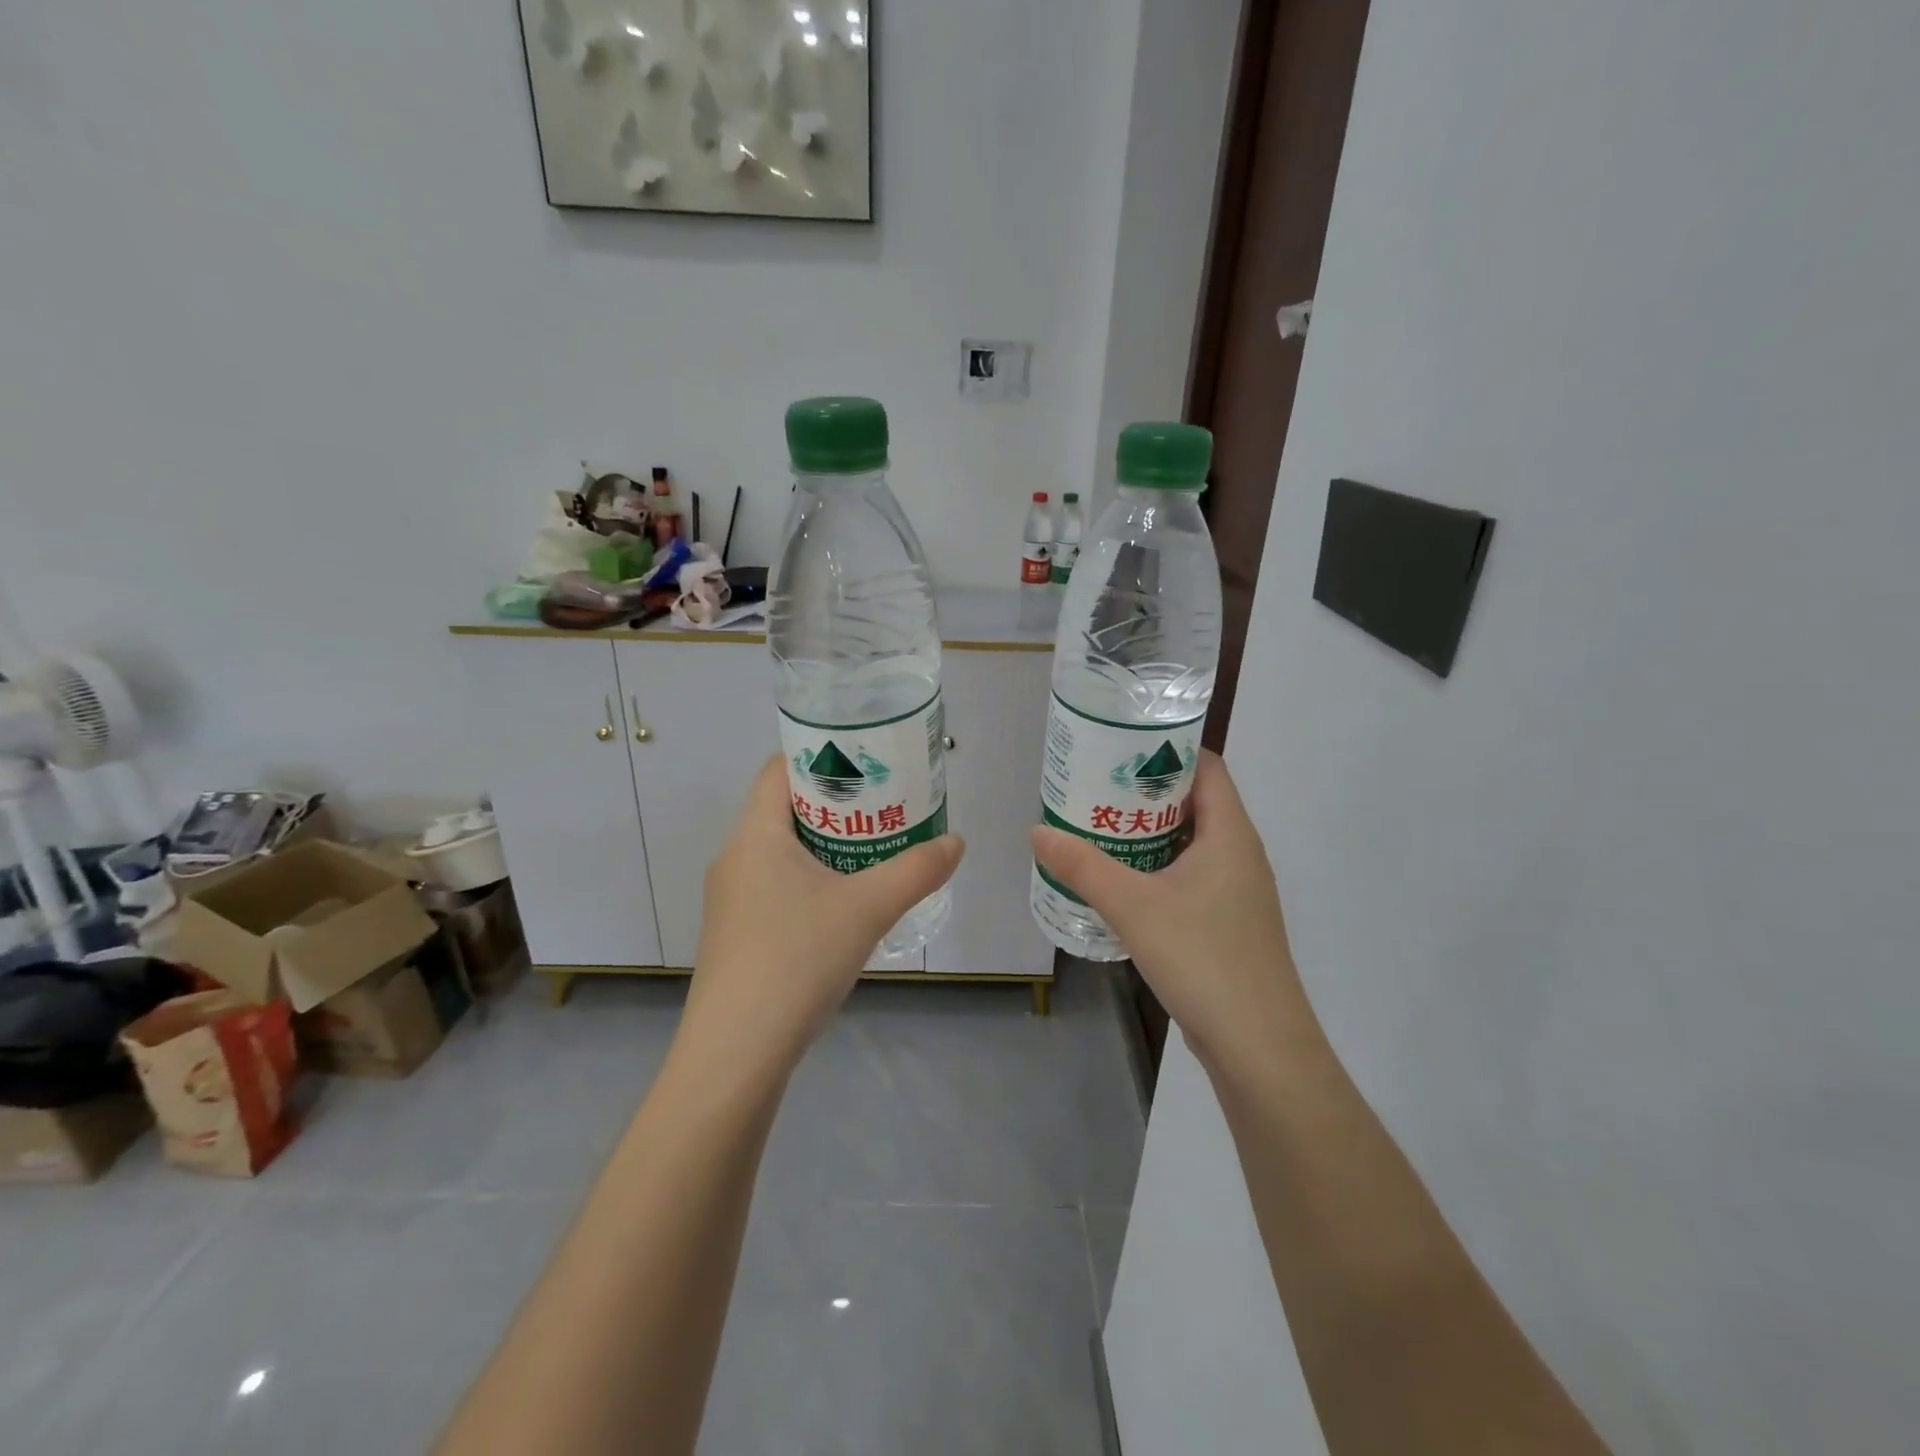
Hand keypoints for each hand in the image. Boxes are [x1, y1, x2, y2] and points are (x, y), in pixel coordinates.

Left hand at [684, 755, 963, 1071]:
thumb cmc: (796, 959)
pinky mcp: (735, 937)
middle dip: (837, 806)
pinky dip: (811, 884)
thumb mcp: (868, 909)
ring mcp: (730, 901)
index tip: (867, 763)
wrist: (735, 1054)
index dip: (822, 756)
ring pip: (782, 854)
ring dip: (826, 849)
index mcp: (755, 835)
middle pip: (785, 810)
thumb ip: (916, 871)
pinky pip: (776, 889)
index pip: (781, 769)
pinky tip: (844, 910)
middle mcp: (735, 859)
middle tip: (885, 809)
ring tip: (874, 855)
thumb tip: (956, 843)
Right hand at [1030, 751, 1316, 1069]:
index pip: (1207, 766)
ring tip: (1100, 827)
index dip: (1168, 748)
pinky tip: (1122, 882)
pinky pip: (1191, 876)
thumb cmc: (1203, 958)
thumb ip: (1083, 867)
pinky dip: (1158, 867)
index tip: (1121, 747)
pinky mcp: (1228, 923)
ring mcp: (1237, 891)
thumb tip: (1037, 831)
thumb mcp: (1133, 907)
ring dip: (1150, 832)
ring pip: (1191, 843)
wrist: (1259, 1046)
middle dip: (1146, 791)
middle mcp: (1240, 854)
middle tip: (1096, 786)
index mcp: (1231, 834)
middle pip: (1195, 801)